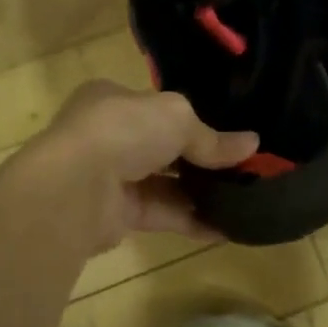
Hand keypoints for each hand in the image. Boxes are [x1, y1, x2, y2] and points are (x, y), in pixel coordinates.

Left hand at [30, 81, 258, 252]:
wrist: (75, 187)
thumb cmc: (123, 130)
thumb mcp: (177, 117)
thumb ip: (212, 137)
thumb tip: (252, 144)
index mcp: (113, 99)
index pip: (157, 106)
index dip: (192, 118)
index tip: (227, 132)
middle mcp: (109, 135)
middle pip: (163, 146)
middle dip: (200, 158)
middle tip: (243, 168)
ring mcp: (111, 176)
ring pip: (164, 183)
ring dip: (201, 192)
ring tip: (244, 198)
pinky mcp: (117, 215)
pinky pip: (162, 214)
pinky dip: (193, 220)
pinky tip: (228, 227)